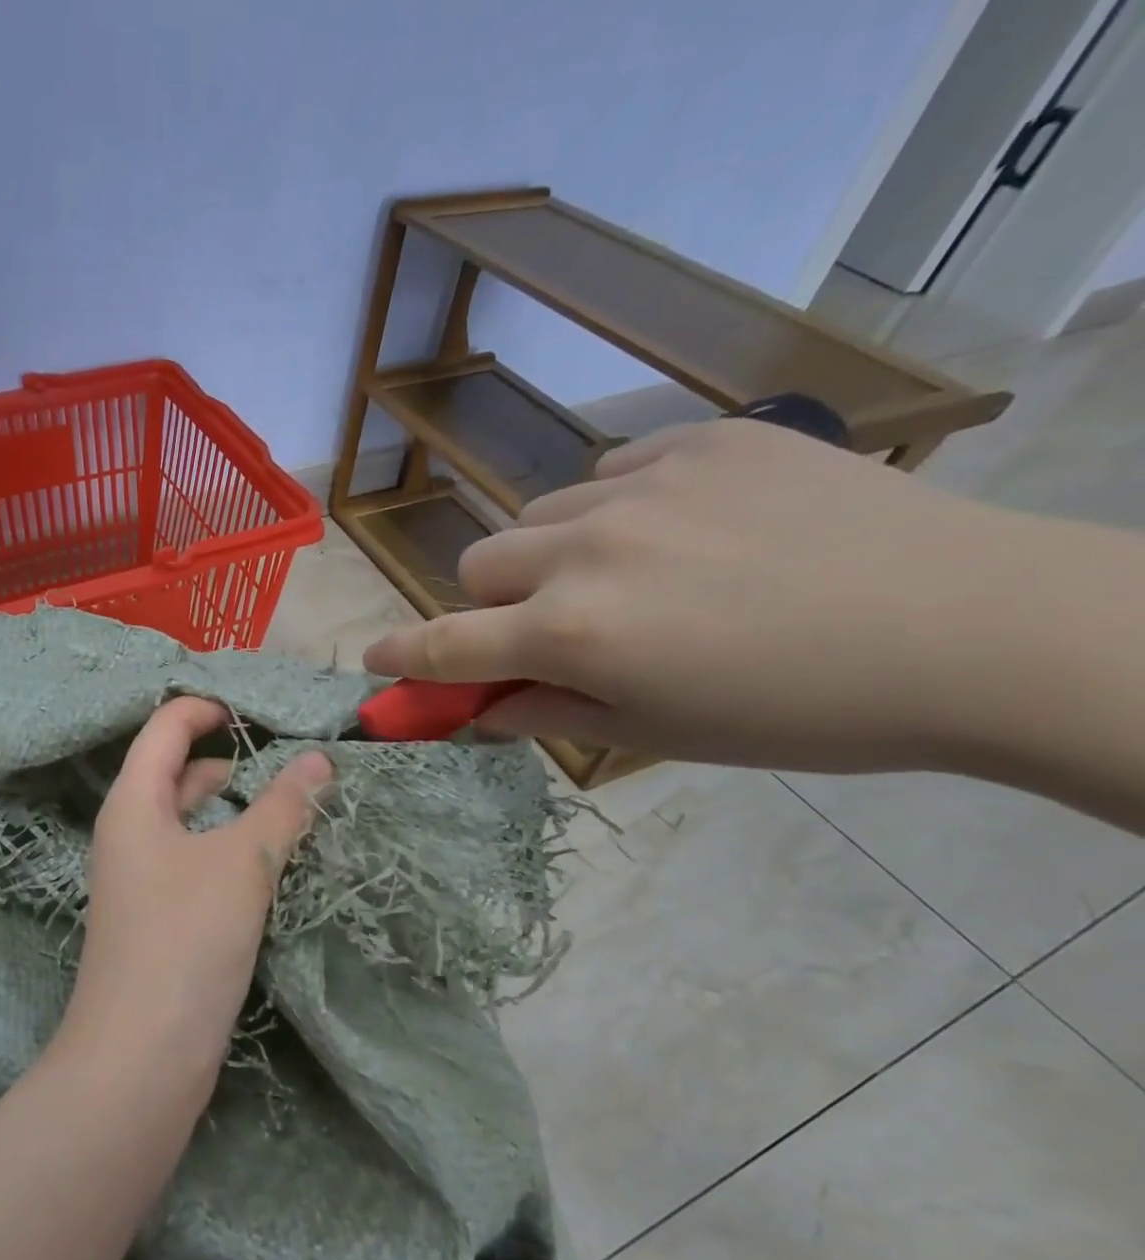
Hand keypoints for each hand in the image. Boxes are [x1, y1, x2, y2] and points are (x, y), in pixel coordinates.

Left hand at [56, 696, 332, 1090]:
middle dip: (224, 755)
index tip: (261, 712)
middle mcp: (129, 833)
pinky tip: (266, 861)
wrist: (140, 1058)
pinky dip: (227, 847)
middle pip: (173, 770)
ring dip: (230, 805)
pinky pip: (193, 860)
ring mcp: (140, 878)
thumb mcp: (243, 864)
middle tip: (284, 755)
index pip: (164, 728)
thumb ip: (283, 807)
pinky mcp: (158, 918)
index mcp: (133, 803)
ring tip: (285, 803)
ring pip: (187, 820)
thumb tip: (321, 759)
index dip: (207, 708)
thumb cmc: (185, 940)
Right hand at [363, 418, 1031, 772]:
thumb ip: (547, 714)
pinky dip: (612, 509)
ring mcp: (641, 486)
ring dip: (550, 555)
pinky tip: (678, 530)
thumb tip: (481, 708)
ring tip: (626, 575)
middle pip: (478, 565)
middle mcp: (585, 552)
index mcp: (572, 635)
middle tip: (549, 627)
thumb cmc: (797, 711)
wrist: (970, 627)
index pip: (448, 645)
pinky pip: (609, 472)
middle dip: (493, 603)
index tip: (372, 661)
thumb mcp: (656, 734)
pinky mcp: (701, 440)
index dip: (402, 656)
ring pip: (538, 516)